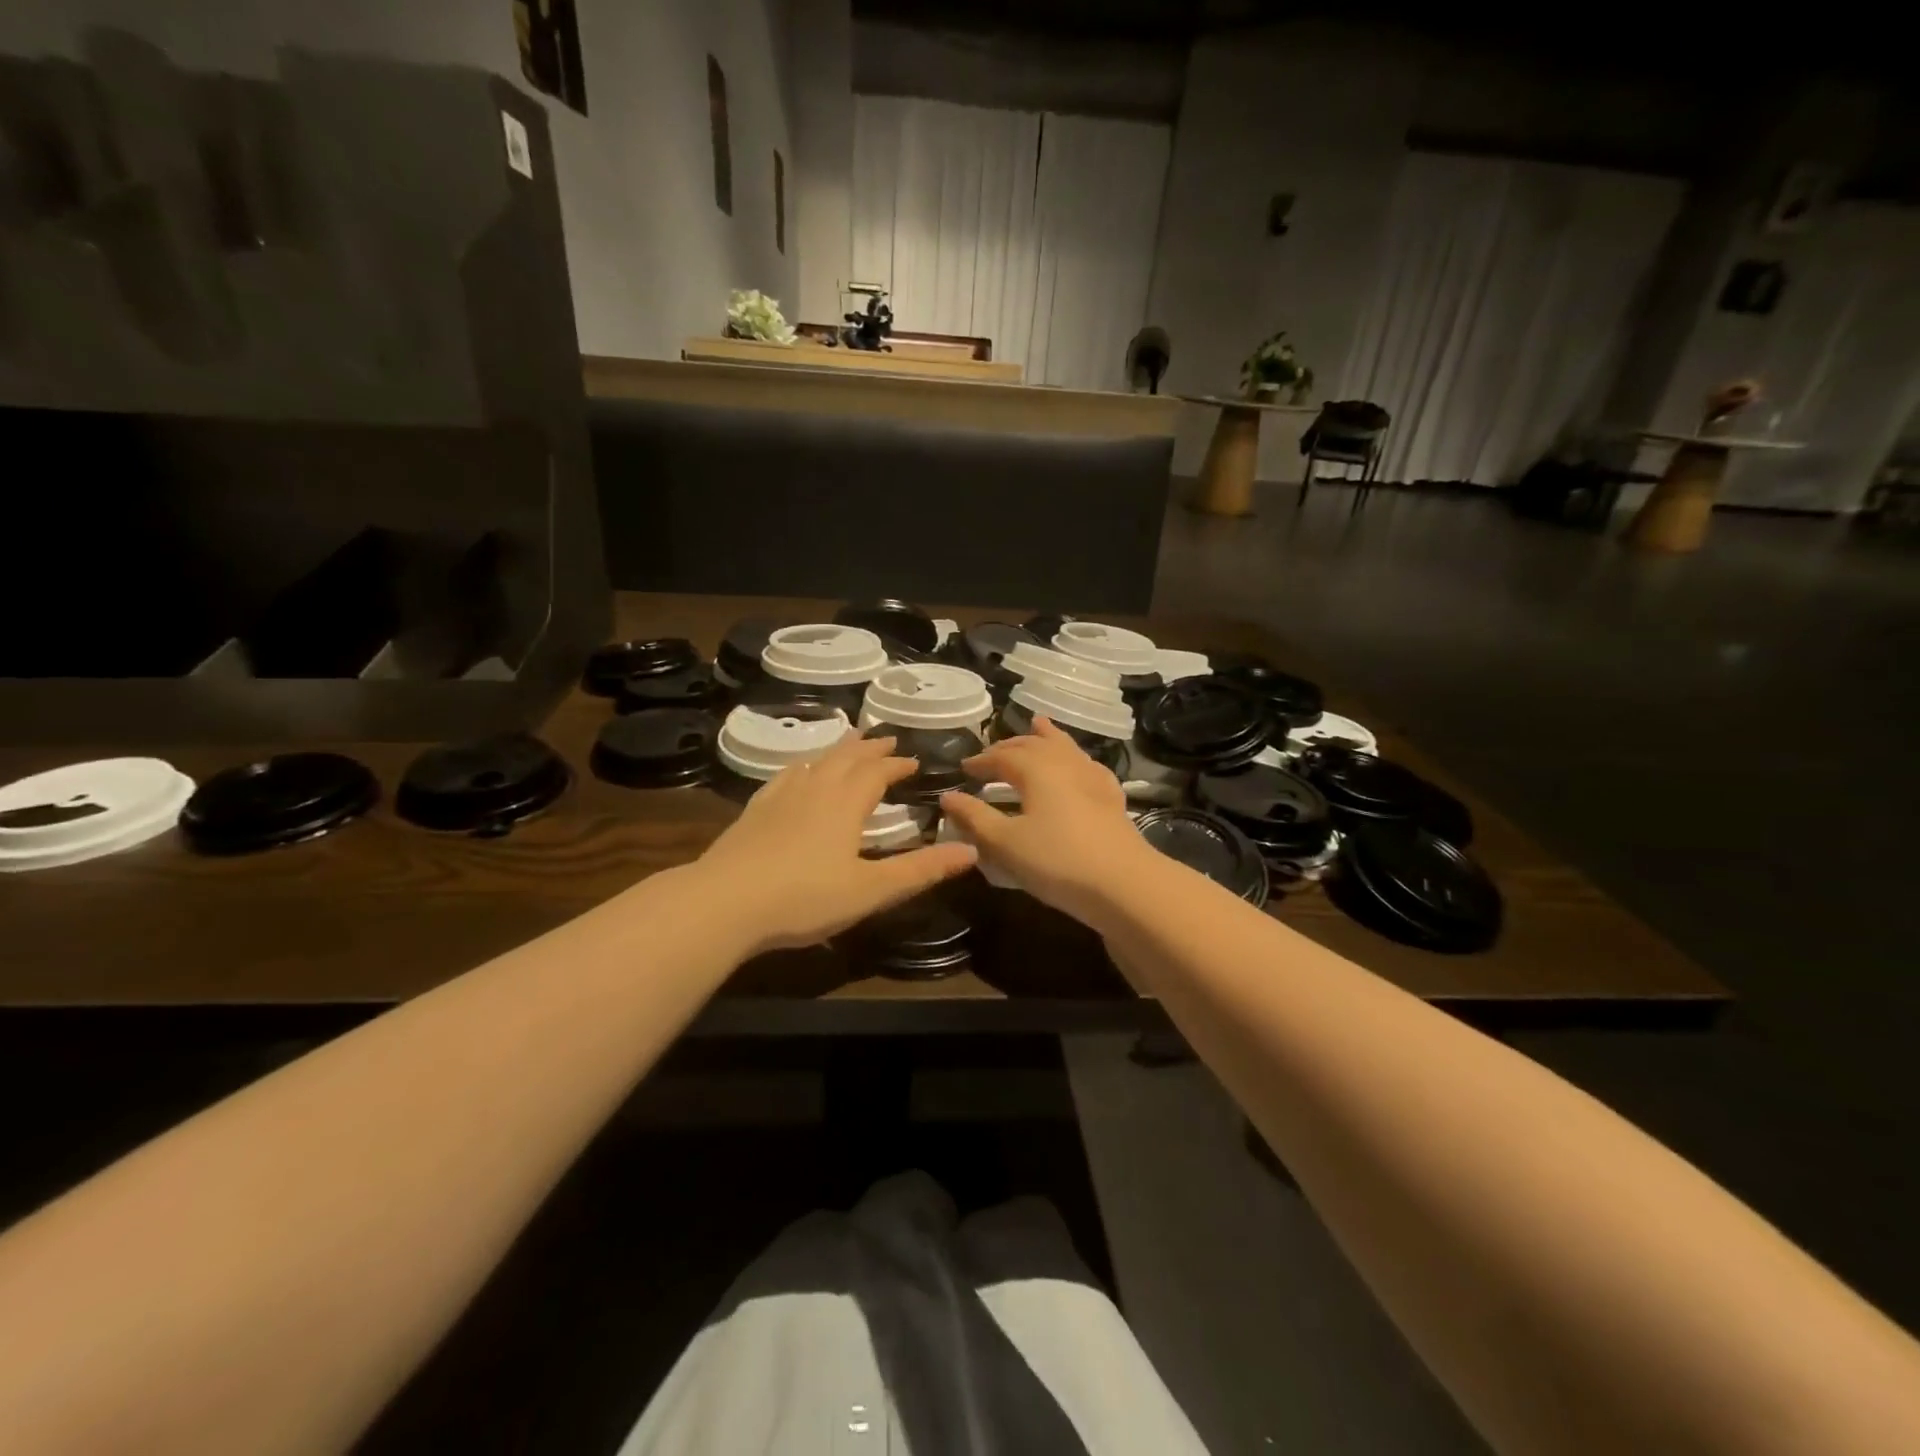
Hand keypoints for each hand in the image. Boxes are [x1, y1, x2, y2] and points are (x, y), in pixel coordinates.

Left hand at [694, 733, 975, 952]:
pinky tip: (798, 770)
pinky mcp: (755, 811)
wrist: (725, 903)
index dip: (897, 764)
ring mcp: (781, 797)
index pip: (877, 772)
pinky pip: (785, 775)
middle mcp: (815, 789)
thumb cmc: (805, 898)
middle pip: (847, 757)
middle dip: (870, 748)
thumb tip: (970, 851)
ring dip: (838, 749)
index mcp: (846, 803)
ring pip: (816, 761)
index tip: (914, 761)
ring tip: (850, 742)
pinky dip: (802, 765)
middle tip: (887, 739)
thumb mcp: (872, 890)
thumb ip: (921, 870)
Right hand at [939, 718, 1152, 921]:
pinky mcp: (1112, 798)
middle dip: (1010, 746)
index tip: (964, 768)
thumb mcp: (1005, 843)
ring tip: (1038, 725)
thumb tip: (948, 797)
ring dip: (1047, 737)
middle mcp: (1065, 764)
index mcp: (1037, 769)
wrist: (1123, 883)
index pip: (1002, 755)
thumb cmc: (1057, 861)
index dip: (981, 761)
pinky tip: (1079, 766)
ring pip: (1065, 748)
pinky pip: (1089, 766)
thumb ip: (974, 818)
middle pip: (1035, 744)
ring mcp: (1093, 778)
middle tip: (992, 754)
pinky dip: (1075, 758)